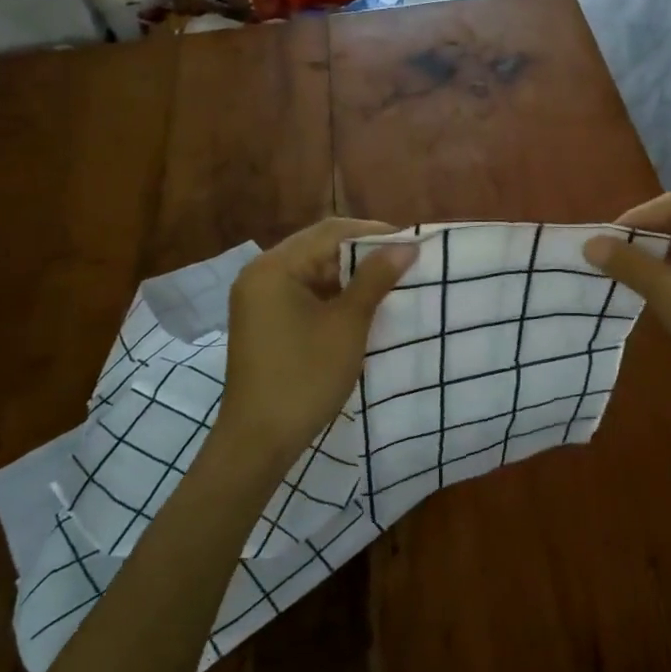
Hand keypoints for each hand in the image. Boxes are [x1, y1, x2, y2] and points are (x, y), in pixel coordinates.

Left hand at [212, 218, 416, 475]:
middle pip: (318, 247)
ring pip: (312, 270)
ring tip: (390, 281)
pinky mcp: (263, 321)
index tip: (412, 244)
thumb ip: (375, 279)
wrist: (259, 440)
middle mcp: (260, 273)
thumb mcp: (347, 324)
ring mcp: (258, 298)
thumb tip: (406, 246)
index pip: (331, 231)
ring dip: (349, 274)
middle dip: (363, 253)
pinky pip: (302, 293)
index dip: (375, 233)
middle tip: (405, 261)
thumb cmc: (305, 377)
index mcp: (274, 266)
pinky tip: (361, 304)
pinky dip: (332, 294)